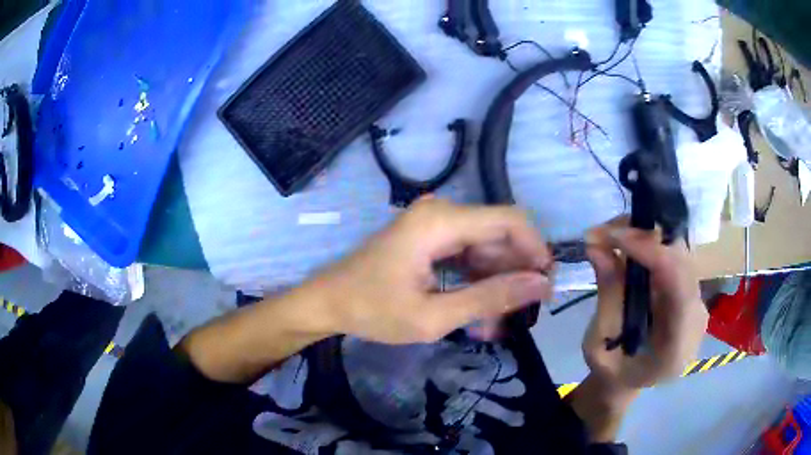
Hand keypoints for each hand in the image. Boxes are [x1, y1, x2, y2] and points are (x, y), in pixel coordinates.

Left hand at [305, 198, 553, 343]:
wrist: (328, 302)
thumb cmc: (373, 310)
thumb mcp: (434, 315)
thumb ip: (491, 298)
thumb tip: (541, 284)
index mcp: (441, 221)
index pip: (511, 221)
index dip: (535, 250)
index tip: (543, 288)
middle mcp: (442, 211)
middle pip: (500, 234)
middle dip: (516, 273)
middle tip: (520, 314)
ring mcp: (435, 222)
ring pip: (487, 246)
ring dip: (498, 281)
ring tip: (497, 320)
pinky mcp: (431, 236)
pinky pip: (469, 253)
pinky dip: (479, 280)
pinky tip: (479, 309)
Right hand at [567, 218, 706, 442]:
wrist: (630, 381)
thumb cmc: (612, 371)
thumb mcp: (599, 343)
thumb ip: (607, 295)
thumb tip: (596, 245)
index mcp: (677, 347)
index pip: (679, 287)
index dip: (652, 253)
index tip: (615, 235)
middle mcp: (696, 319)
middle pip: (682, 263)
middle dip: (645, 237)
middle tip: (604, 231)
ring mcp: (696, 302)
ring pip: (679, 253)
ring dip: (646, 236)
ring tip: (610, 235)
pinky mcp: (689, 290)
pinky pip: (674, 258)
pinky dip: (649, 245)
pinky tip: (627, 243)